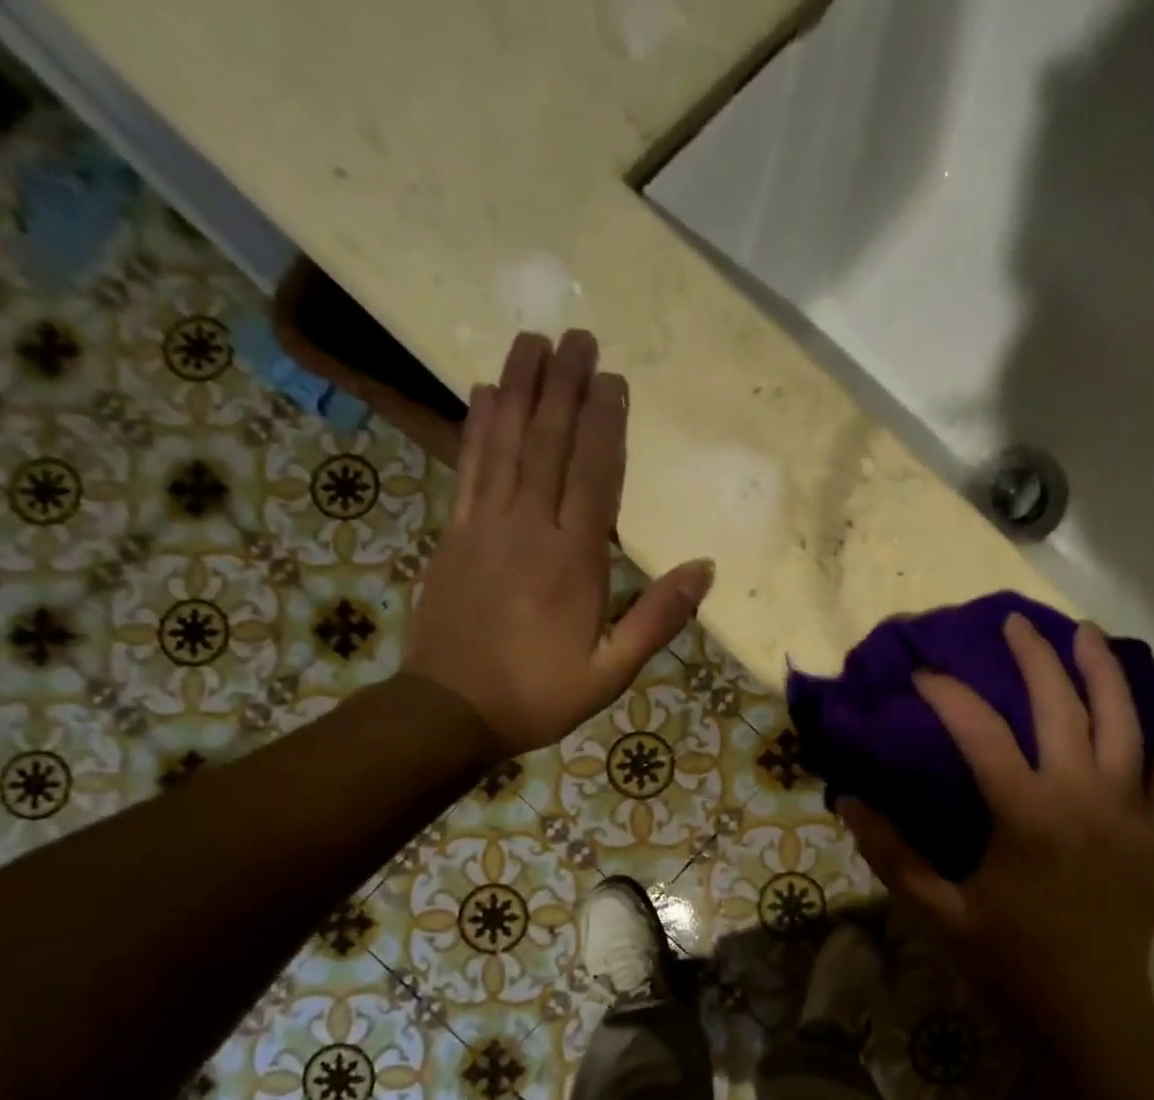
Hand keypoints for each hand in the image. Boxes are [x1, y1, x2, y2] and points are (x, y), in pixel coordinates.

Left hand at [403, 330, 714, 756]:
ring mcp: (484, 526)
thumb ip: (658, 618)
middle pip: (549, 443)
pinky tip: (483, 393)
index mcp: (574, 560)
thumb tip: (704, 568)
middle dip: (564, 387)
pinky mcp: (454, 534)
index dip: (605, 424)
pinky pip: (467, 468)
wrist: (449, 711)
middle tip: (577, 335)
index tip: (613, 379)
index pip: (596, 476)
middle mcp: (528, 528)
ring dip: (520, 389)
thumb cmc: (539, 694)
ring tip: (532, 340)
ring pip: (505, 444)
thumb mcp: (613, 671)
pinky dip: (475, 427)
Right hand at [839, 613, 1153, 1090]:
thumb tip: (848, 801)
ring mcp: (1130, 810)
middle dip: (1035, 657)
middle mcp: (1083, 796)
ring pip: (1125, 721)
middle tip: (1014, 623)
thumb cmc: (1011, 964)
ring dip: (1104, 671)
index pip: (980, 732)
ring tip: (1086, 634)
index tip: (922, 674)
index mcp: (1026, 815)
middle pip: (1062, 705)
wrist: (1093, 1013)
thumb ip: (893, 854)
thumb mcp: (940, 913)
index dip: (947, 694)